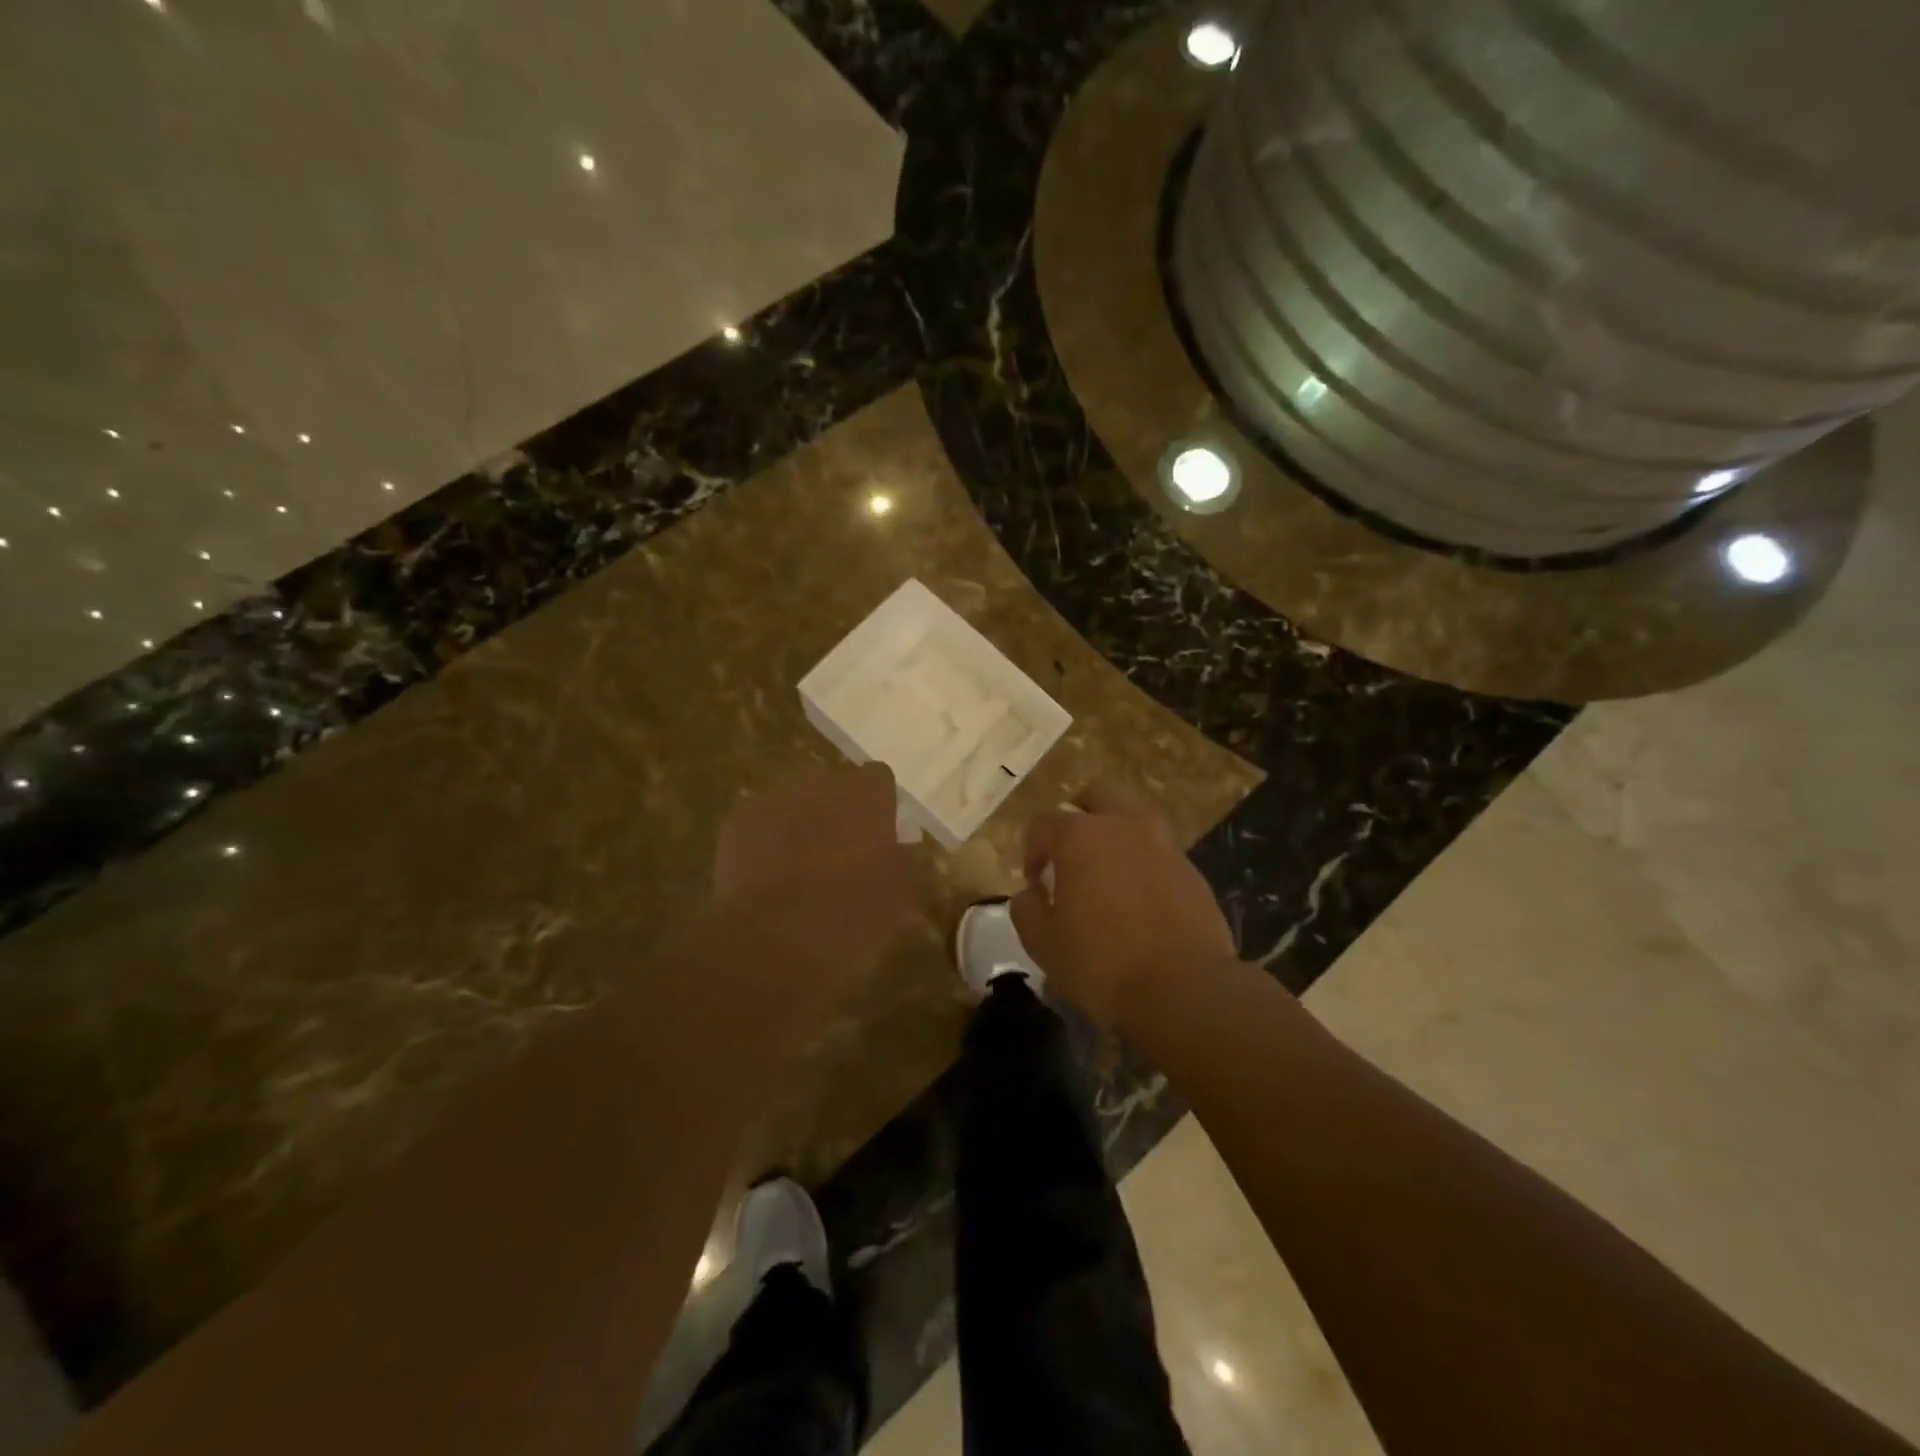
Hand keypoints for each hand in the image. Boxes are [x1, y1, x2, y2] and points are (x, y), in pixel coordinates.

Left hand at [710, 763, 921, 1006]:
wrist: (773, 939)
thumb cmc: (850, 915)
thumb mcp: (897, 897)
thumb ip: (902, 865)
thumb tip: (898, 853)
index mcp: (866, 796)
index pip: (879, 778)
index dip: (879, 806)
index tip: (878, 836)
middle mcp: (821, 784)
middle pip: (833, 788)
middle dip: (836, 813)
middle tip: (839, 856)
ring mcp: (774, 799)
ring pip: (793, 804)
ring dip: (799, 826)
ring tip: (798, 872)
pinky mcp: (738, 822)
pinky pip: (759, 825)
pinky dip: (764, 844)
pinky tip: (766, 880)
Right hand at [1009, 782, 1236, 1025]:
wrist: (1184, 988)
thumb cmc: (1103, 963)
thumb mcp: (1043, 943)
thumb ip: (1026, 909)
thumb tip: (1031, 892)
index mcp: (1081, 836)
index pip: (1044, 823)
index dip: (1032, 850)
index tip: (1034, 882)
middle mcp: (1124, 827)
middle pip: (1098, 795)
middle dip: (1080, 814)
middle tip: (1071, 849)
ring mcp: (1164, 845)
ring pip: (1135, 817)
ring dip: (1116, 832)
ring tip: (1107, 870)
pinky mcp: (1192, 870)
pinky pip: (1160, 851)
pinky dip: (1144, 862)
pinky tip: (1139, 897)